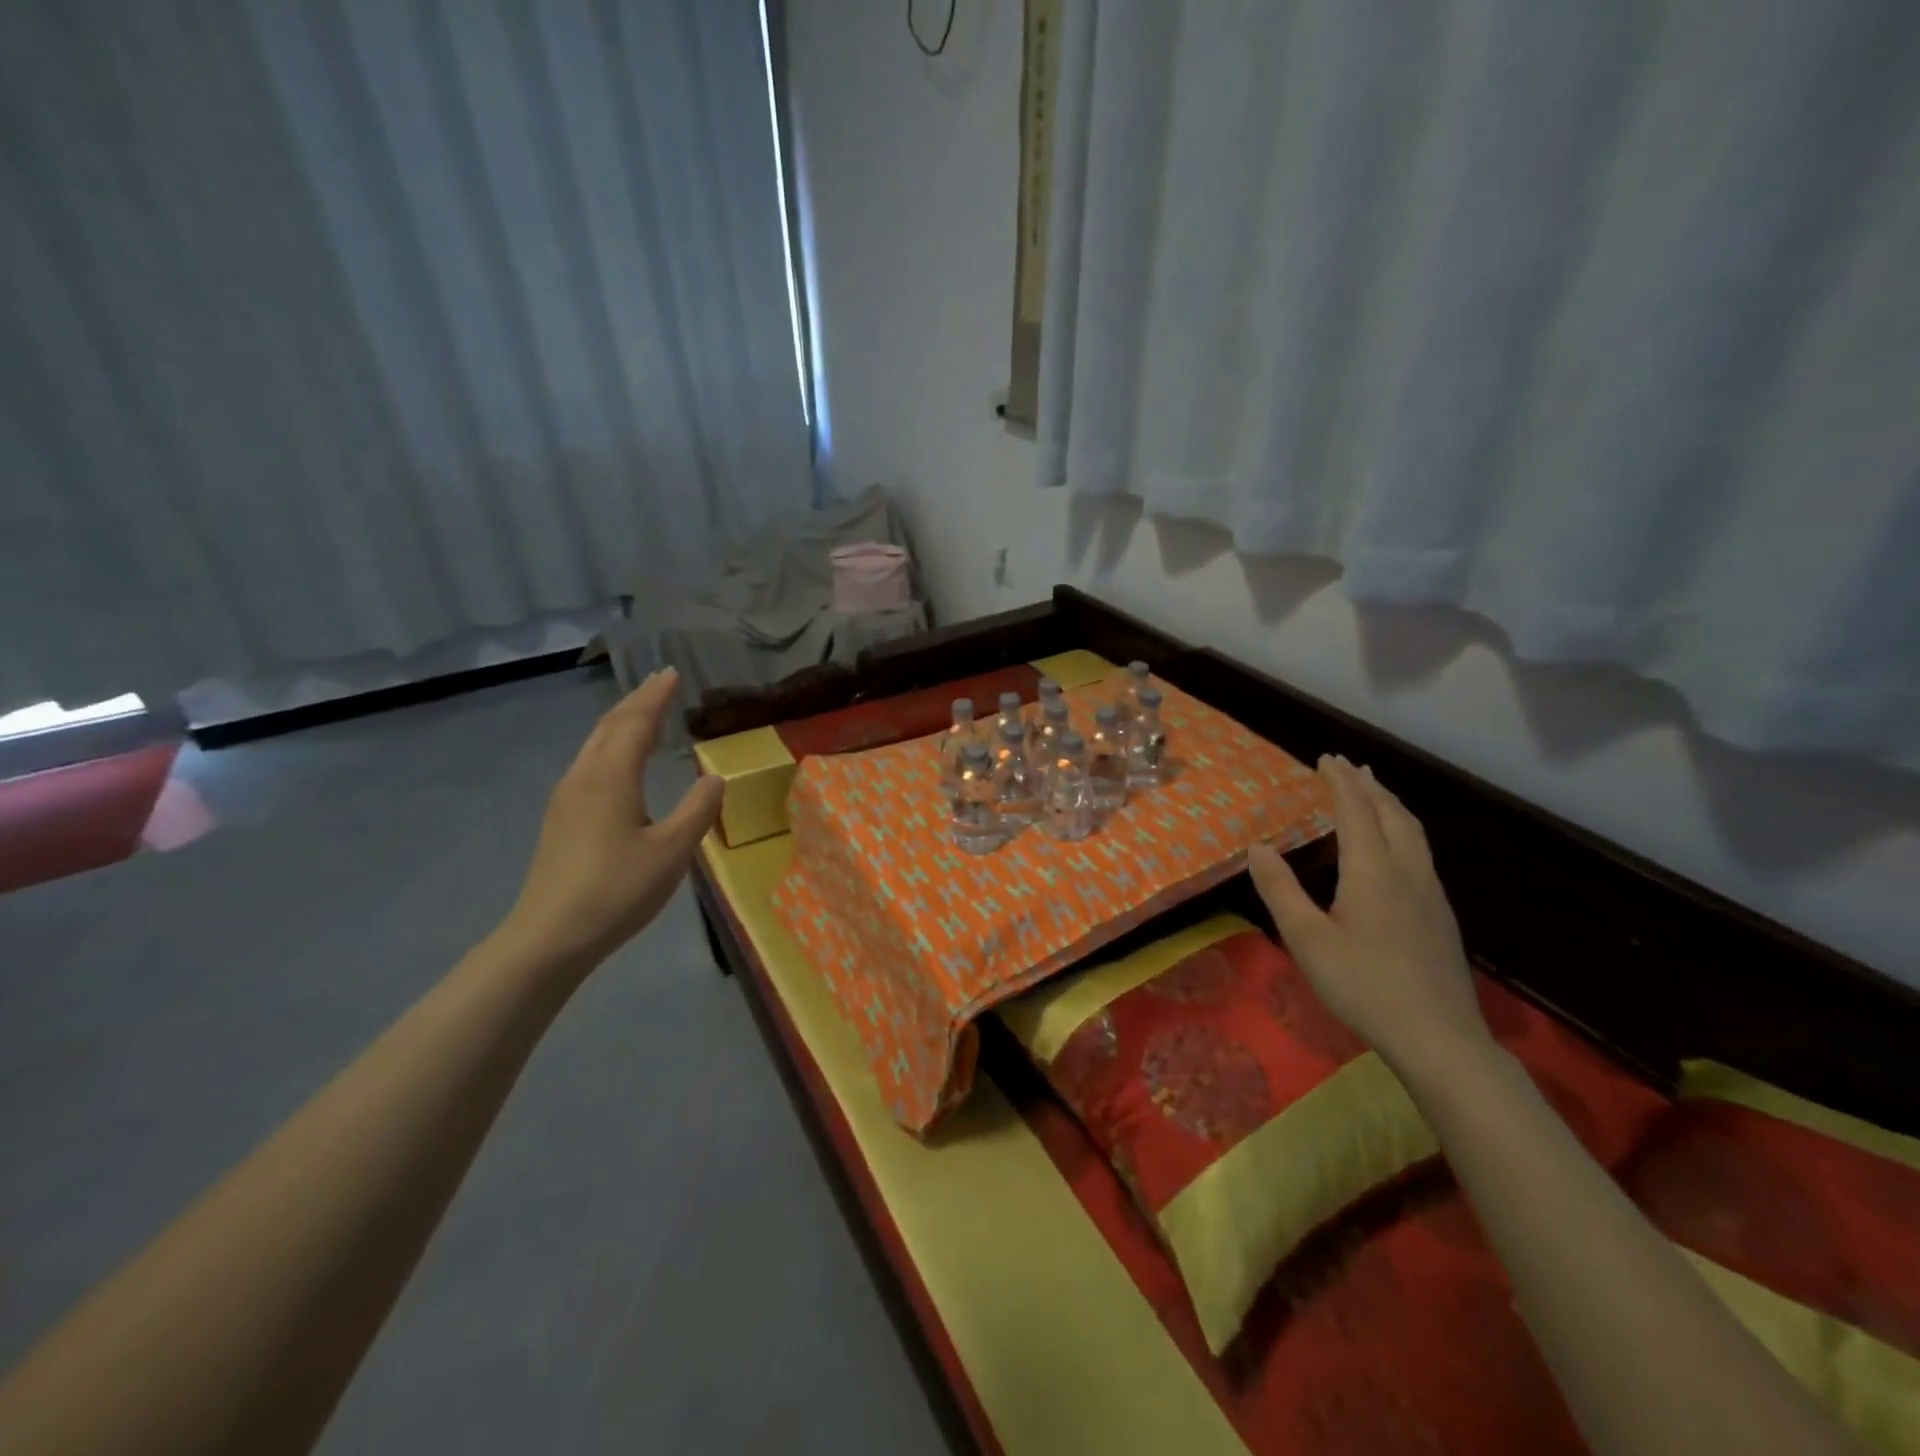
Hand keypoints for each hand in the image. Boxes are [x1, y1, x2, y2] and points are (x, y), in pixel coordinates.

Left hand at [499, 668, 723, 971]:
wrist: (550, 935)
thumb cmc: (617, 890)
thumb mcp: (672, 851)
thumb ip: (698, 810)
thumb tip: (713, 777)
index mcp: (611, 777)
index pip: (636, 722)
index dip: (655, 696)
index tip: (672, 671)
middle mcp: (584, 777)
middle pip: (609, 725)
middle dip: (636, 700)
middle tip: (659, 681)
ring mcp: (566, 797)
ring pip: (595, 743)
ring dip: (620, 720)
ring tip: (642, 711)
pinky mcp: (560, 818)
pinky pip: (589, 762)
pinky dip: (610, 744)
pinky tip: (618, 759)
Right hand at [1248, 755, 1489, 1073]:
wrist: (1439, 1038)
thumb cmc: (1363, 985)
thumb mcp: (1306, 939)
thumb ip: (1280, 890)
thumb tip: (1257, 847)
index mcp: (1372, 870)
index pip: (1356, 811)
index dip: (1340, 781)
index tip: (1326, 758)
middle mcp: (1406, 871)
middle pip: (1391, 813)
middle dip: (1369, 785)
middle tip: (1349, 765)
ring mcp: (1430, 893)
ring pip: (1413, 832)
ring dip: (1391, 804)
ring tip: (1376, 792)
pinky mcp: (1441, 915)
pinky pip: (1420, 852)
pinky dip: (1403, 829)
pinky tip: (1396, 848)